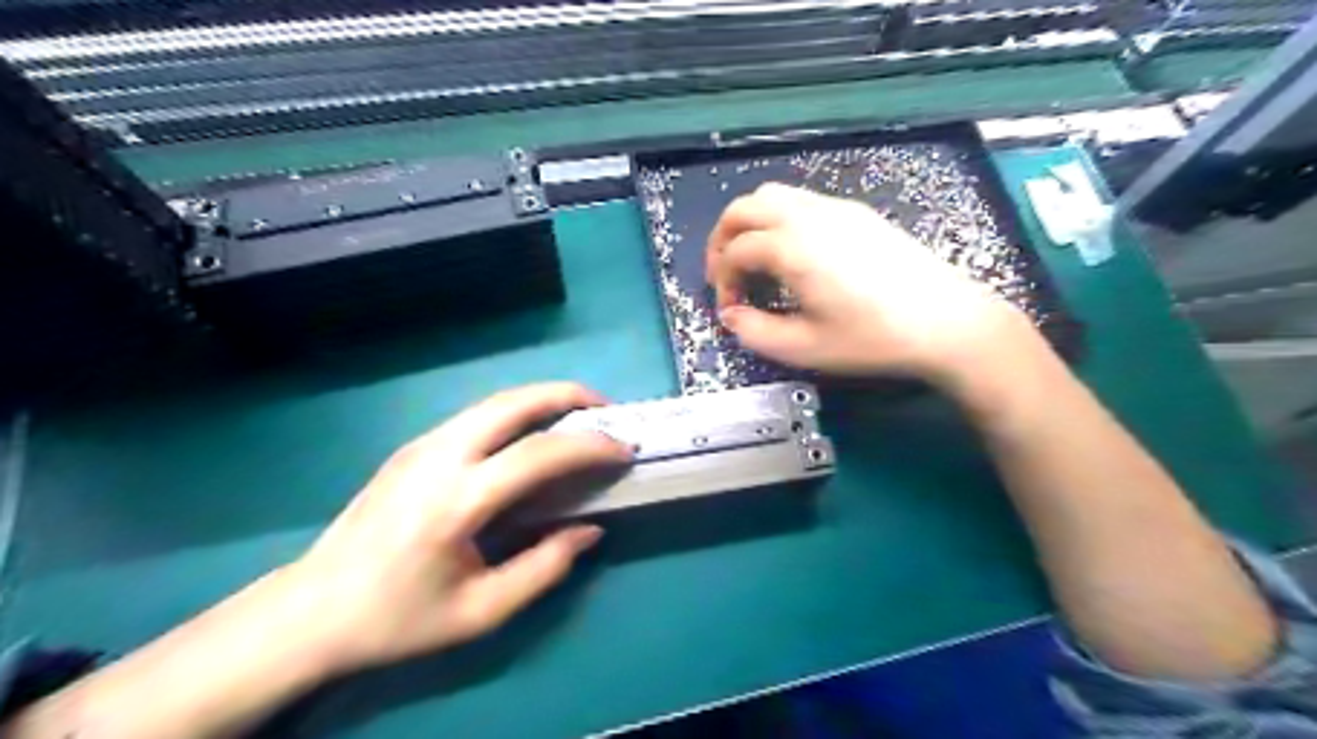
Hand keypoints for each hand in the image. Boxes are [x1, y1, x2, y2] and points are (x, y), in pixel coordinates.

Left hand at [271, 385, 624, 679]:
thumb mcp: (481, 612)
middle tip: (604, 409)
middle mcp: (439, 457)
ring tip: (577, 416)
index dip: (589, 446)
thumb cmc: (399, 618)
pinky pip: (476, 416)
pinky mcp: (413, 447)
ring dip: (541, 399)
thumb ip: (544, 568)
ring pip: (494, 402)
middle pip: (513, 403)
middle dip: (566, 395)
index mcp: (456, 501)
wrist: (312, 609)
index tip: (624, 449)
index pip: (537, 454)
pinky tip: (531, 436)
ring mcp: (421, 445)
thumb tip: (590, 530)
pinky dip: (516, 413)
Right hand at [704, 183, 1032, 387]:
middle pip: (744, 207)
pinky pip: (801, 201)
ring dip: (750, 224)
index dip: (722, 281)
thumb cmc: (872, 338)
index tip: (731, 311)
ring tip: (753, 262)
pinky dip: (779, 220)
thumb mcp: (805, 347)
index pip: (735, 251)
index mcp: (792, 247)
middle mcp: (808, 215)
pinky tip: (793, 255)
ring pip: (773, 196)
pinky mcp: (857, 212)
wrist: (947, 322)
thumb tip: (731, 315)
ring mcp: (836, 208)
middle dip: (723, 239)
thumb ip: (755, 332)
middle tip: (725, 275)